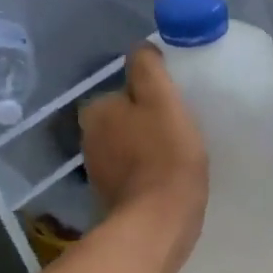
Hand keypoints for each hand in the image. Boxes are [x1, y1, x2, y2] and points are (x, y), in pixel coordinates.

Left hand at [80, 45, 207, 272]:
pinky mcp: (111, 198)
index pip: (127, 90)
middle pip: (126, 118)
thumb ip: (149, 69)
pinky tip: (168, 181)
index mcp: (97, 110)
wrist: (158, 224)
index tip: (177, 109)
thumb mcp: (163, 100)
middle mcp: (89, 137)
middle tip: (182, 132)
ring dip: (149, 148)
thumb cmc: (166, 157)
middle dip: (148, 122)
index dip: (153, 96)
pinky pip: (133, 174)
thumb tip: (141, 48)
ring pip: (129, 146)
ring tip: (179, 158)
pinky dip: (148, 173)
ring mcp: (98, 171)